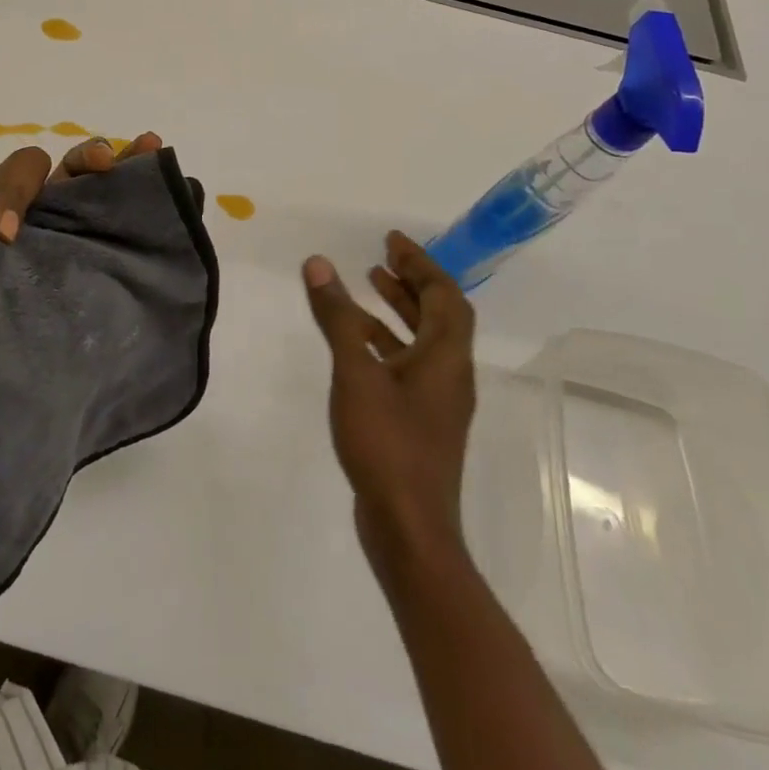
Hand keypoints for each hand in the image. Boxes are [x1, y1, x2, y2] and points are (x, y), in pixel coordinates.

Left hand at [0, 76, 161, 340]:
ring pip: (108, 203)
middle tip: (109, 160)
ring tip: (155, 154)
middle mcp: (48, 220)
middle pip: (83, 175)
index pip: (34, 166)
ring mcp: (70, 252)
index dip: (22, 187)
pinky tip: (170, 206)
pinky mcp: (87, 285)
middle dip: (99, 156)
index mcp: (12, 199)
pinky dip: (147, 220)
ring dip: (133, 174)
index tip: (6, 230)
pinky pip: (119, 247)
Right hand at [302, 232, 477, 584]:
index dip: (420, 263)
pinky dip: (387, 343)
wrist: (409, 528)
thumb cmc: (387, 444)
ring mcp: (437, 402)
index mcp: (446, 358)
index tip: (391, 241)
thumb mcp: (355, 373)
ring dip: (399, 310)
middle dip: (412, 281)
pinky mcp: (421, 423)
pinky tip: (355, 344)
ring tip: (367, 286)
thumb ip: (338, 317)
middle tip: (381, 256)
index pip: (445, 296)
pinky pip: (408, 364)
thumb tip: (318, 264)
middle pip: (439, 315)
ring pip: (423, 341)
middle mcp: (450, 375)